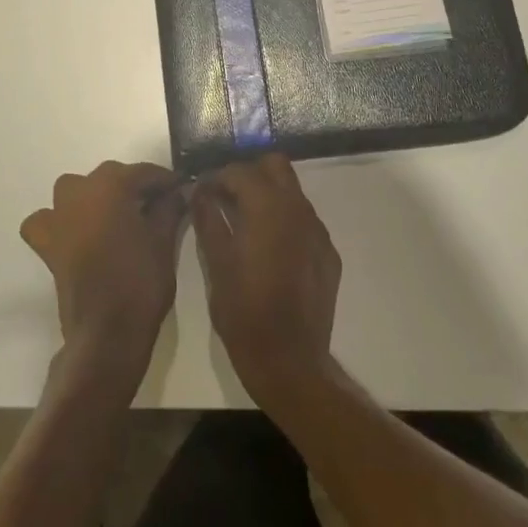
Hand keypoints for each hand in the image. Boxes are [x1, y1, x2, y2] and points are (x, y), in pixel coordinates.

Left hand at [21, 161, 186, 383]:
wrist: (106, 333)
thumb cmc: (140, 282)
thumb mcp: (164, 241)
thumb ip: (169, 208)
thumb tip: (176, 193)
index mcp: (110, 185)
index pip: (143, 172)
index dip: (165, 180)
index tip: (181, 188)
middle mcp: (79, 191)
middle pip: (111, 177)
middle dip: (134, 187)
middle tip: (158, 206)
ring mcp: (58, 216)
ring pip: (79, 191)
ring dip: (98, 197)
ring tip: (119, 217)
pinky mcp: (46, 242)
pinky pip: (48, 220)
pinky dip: (59, 220)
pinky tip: (75, 232)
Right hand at [193, 154, 341, 410]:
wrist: (290, 360)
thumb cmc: (244, 311)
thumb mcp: (216, 263)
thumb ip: (208, 219)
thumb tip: (199, 193)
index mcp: (268, 207)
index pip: (240, 171)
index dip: (216, 177)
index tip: (201, 192)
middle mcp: (298, 209)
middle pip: (275, 165)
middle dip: (249, 173)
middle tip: (226, 197)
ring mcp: (318, 231)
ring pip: (293, 192)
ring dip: (268, 195)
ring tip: (245, 223)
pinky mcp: (328, 254)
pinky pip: (305, 221)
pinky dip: (285, 221)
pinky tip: (269, 250)